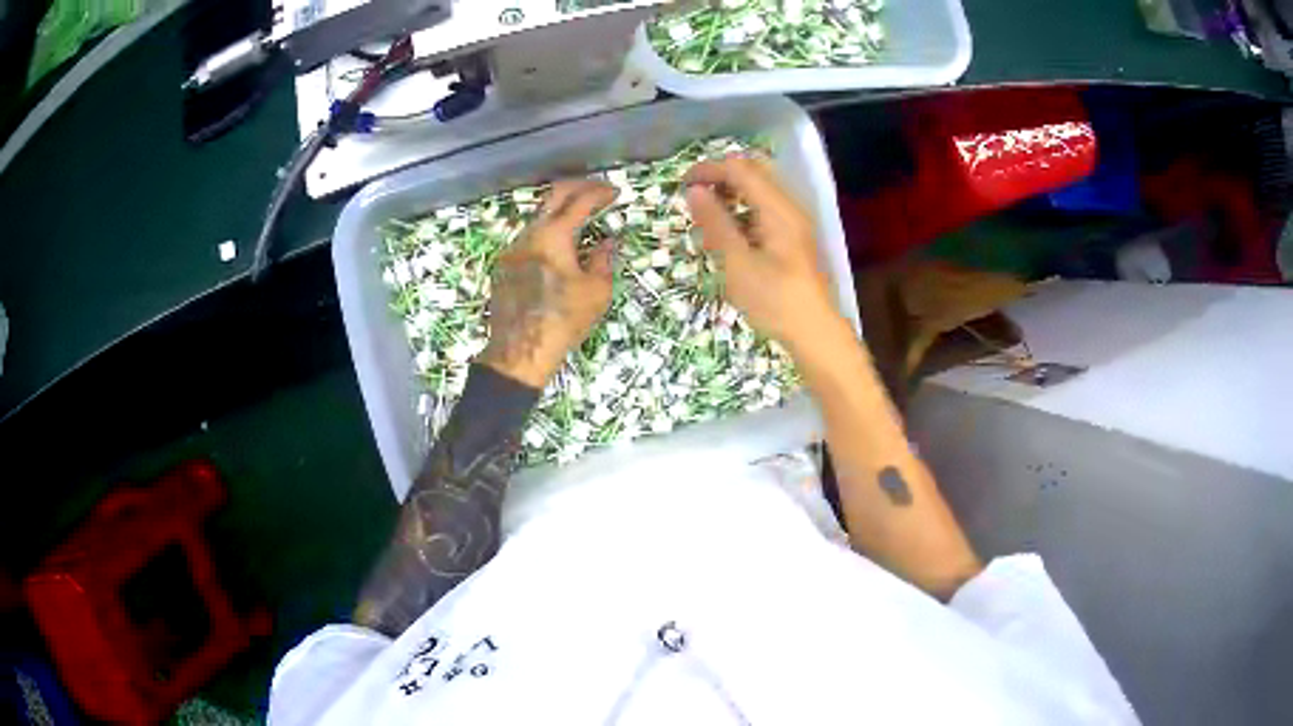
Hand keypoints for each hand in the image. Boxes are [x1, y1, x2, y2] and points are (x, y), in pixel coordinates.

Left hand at [480, 180, 616, 387]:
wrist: (520, 351)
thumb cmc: (563, 321)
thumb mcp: (596, 291)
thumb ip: (602, 259)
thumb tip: (606, 242)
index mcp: (553, 235)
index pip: (579, 200)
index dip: (599, 192)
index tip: (614, 191)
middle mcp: (528, 234)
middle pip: (553, 197)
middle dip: (577, 188)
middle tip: (597, 191)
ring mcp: (511, 249)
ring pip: (537, 218)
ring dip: (559, 213)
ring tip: (580, 221)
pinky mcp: (503, 266)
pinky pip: (527, 240)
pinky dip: (546, 234)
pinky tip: (557, 250)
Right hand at [684, 155, 845, 357]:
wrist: (815, 333)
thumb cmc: (774, 300)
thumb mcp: (737, 263)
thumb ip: (716, 223)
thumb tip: (694, 191)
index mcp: (778, 208)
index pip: (740, 169)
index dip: (709, 170)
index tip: (681, 185)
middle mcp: (789, 207)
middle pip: (753, 173)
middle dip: (720, 179)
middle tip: (694, 198)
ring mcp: (794, 223)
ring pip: (759, 192)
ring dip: (730, 196)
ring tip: (706, 222)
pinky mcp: (794, 239)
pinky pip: (765, 211)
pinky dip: (742, 214)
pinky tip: (727, 239)